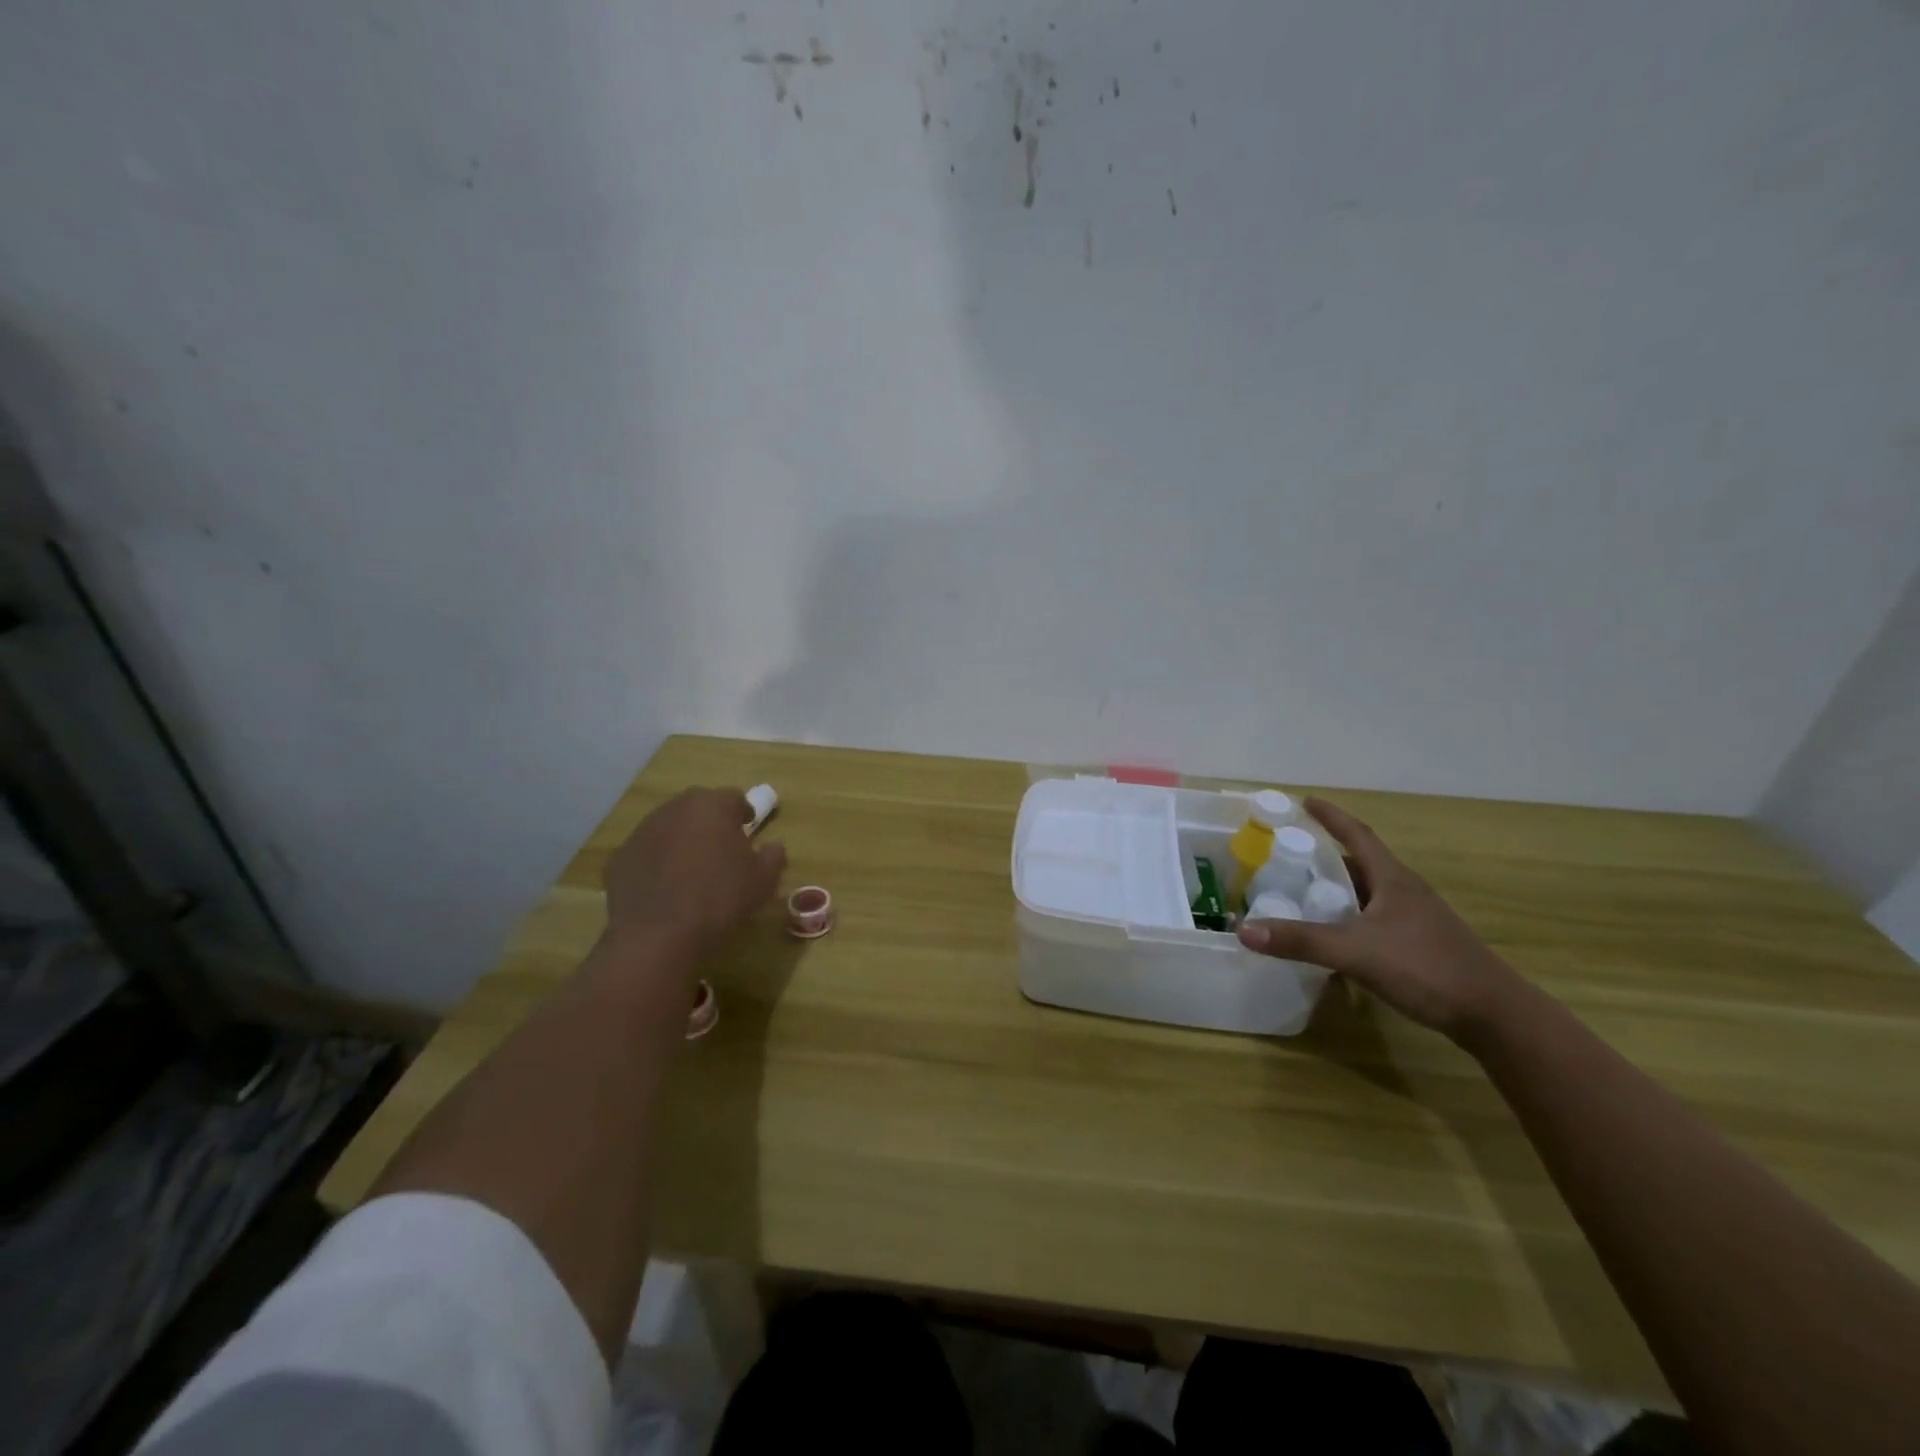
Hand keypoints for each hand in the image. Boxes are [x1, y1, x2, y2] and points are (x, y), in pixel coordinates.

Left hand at [601, 787, 786, 962]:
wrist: (658, 936)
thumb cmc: (720, 899)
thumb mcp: (763, 881)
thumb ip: (773, 856)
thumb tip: (773, 845)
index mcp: (712, 806)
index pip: (735, 798)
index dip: (744, 813)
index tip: (748, 831)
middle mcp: (675, 809)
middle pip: (698, 807)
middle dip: (711, 822)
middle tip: (721, 849)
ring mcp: (642, 831)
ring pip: (669, 827)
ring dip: (682, 840)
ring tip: (691, 870)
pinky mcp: (619, 857)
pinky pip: (646, 852)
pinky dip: (656, 862)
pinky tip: (664, 889)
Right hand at [1236, 797, 1523, 1042]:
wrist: (1494, 1015)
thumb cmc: (1426, 968)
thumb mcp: (1355, 952)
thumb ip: (1300, 941)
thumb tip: (1243, 929)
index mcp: (1392, 879)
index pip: (1356, 835)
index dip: (1330, 816)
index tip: (1305, 801)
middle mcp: (1404, 891)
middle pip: (1360, 862)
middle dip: (1325, 854)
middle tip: (1288, 852)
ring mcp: (1415, 919)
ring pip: (1368, 892)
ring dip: (1338, 887)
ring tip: (1302, 890)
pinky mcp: (1419, 944)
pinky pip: (1374, 918)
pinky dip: (1349, 916)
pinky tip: (1334, 934)